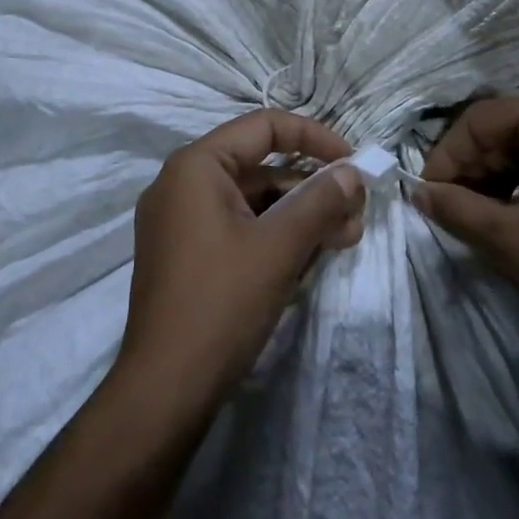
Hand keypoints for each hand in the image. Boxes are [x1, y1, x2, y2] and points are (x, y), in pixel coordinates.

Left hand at [116, 110, 364, 418]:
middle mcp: (182, 183)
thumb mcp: (279, 247)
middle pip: (260, 166)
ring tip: (343, 239)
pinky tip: (310, 258)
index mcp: (195, 166)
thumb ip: (320, 202)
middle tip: (355, 214)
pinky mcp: (186, 254)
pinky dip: (275, 235)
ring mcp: (180, 221)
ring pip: (253, 200)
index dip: (314, 138)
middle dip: (312, 188)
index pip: (264, 127)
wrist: (163, 391)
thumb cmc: (221, 304)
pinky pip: (238, 227)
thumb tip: (354, 174)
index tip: (354, 163)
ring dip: (299, 215)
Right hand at [411, 94, 518, 360]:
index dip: (446, 157)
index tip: (427, 195)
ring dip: (499, 175)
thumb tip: (417, 192)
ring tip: (482, 216)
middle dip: (473, 167)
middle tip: (451, 208)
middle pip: (507, 128)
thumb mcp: (509, 239)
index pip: (479, 120)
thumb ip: (455, 208)